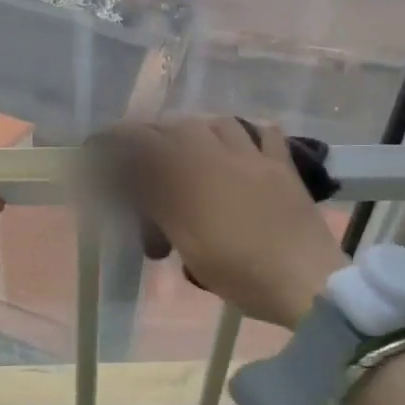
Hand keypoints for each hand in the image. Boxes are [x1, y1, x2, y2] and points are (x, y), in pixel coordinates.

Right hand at [106, 117, 347, 329]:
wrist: (306, 280)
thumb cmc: (240, 270)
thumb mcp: (187, 241)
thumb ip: (156, 203)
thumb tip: (130, 178)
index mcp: (192, 172)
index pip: (143, 140)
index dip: (116, 140)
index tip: (97, 147)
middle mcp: (221, 152)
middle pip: (179, 127)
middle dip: (154, 137)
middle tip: (142, 160)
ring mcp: (256, 156)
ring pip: (220, 123)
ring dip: (197, 131)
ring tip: (190, 151)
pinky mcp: (284, 167)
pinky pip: (266, 133)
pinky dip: (249, 134)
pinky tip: (243, 146)